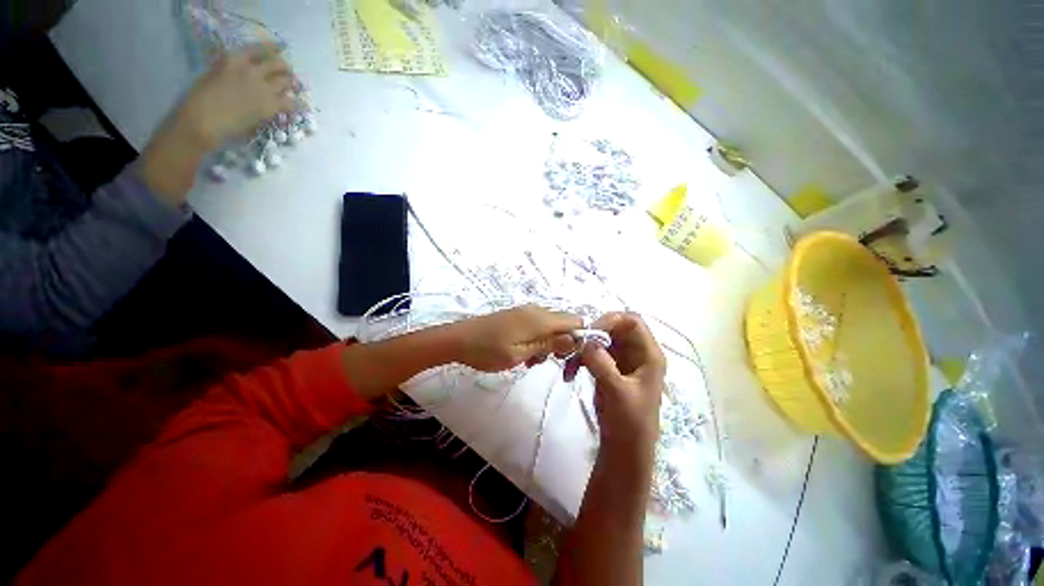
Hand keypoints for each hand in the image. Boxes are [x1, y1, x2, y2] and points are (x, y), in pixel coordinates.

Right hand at [173, 43, 296, 149]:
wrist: (205, 119)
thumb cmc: (201, 98)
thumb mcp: (215, 74)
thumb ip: (233, 70)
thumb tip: (247, 73)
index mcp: (234, 58)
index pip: (260, 49)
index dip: (273, 49)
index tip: (280, 49)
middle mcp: (252, 69)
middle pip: (278, 64)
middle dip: (284, 68)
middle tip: (287, 73)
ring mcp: (263, 87)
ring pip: (286, 81)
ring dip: (291, 84)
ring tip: (293, 88)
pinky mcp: (270, 105)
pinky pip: (291, 103)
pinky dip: (296, 104)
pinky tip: (301, 106)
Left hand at [451, 305, 581, 372]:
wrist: (459, 339)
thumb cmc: (489, 350)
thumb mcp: (521, 353)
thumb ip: (550, 344)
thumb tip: (576, 339)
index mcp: (541, 318)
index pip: (576, 320)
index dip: (579, 338)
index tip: (569, 356)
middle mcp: (537, 310)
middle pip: (564, 324)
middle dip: (562, 343)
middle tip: (546, 361)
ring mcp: (527, 311)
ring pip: (551, 327)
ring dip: (548, 344)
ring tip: (531, 360)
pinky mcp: (518, 316)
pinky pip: (538, 326)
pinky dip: (537, 340)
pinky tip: (524, 353)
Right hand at [580, 313, 665, 458]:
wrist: (624, 449)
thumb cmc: (629, 423)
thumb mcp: (617, 393)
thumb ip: (602, 364)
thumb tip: (586, 341)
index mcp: (649, 355)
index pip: (632, 321)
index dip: (612, 320)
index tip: (590, 332)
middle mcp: (637, 352)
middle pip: (614, 327)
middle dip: (593, 333)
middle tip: (574, 345)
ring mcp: (622, 359)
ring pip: (601, 339)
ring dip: (583, 347)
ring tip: (568, 361)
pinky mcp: (609, 367)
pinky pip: (593, 352)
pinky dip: (580, 358)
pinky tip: (570, 372)